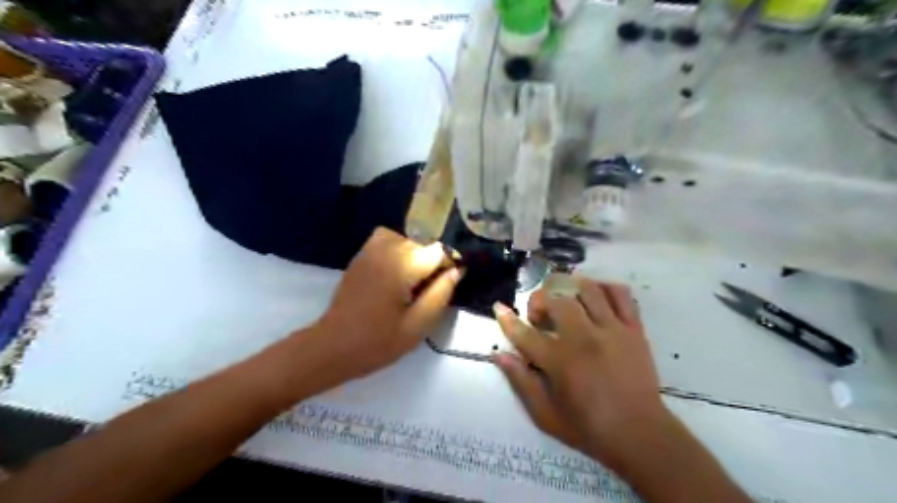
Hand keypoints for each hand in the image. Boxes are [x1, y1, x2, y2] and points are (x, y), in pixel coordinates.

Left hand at [311, 229, 462, 382]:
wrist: (332, 346)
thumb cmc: (377, 342)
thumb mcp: (417, 326)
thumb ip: (440, 295)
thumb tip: (457, 271)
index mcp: (401, 266)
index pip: (438, 251)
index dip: (447, 267)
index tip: (444, 288)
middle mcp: (385, 250)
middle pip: (422, 245)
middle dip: (430, 264)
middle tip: (425, 294)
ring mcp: (369, 250)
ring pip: (405, 241)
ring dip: (414, 257)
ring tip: (410, 283)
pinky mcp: (360, 256)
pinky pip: (386, 241)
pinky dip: (397, 251)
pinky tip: (394, 276)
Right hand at [491, 278, 672, 468]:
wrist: (641, 435)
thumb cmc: (589, 428)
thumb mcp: (545, 415)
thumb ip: (521, 382)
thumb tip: (499, 355)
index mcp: (560, 361)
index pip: (525, 333)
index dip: (507, 319)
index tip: (499, 308)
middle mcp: (585, 338)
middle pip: (556, 300)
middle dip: (539, 300)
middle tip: (538, 317)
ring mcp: (612, 329)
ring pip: (587, 289)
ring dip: (568, 289)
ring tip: (564, 301)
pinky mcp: (634, 329)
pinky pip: (620, 294)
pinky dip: (604, 287)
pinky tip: (594, 297)